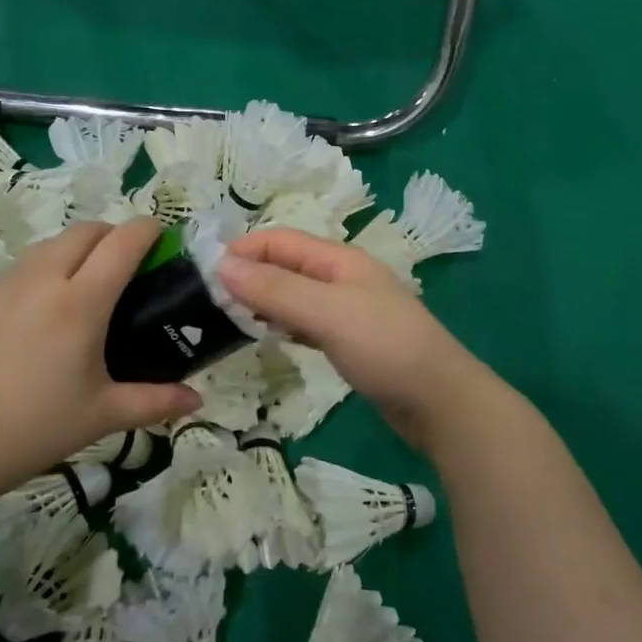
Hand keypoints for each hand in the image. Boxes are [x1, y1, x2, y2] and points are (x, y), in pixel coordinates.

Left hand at [0, 220, 200, 500]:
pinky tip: (45, 308)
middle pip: (87, 230)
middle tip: (130, 268)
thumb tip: (197, 401)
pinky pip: (24, 263)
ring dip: (79, 248)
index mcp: (80, 302)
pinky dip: (47, 266)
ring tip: (88, 286)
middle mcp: (43, 278)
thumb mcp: (101, 416)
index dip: (150, 230)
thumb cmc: (32, 429)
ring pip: (52, 242)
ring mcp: (6, 282)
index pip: (123, 241)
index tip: (164, 240)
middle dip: (115, 235)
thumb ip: (155, 402)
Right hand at [217, 228, 497, 454]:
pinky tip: (266, 337)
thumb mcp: (326, 312)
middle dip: (248, 274)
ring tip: (226, 318)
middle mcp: (342, 277)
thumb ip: (275, 289)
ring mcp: (347, 310)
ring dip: (262, 300)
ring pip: (294, 294)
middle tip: (207, 301)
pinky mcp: (349, 340)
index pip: (280, 240)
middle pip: (286, 265)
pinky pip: (306, 322)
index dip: (242, 249)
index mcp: (339, 259)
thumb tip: (221, 265)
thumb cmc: (384, 347)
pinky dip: (282, 324)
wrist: (439, 401)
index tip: (202, 272)